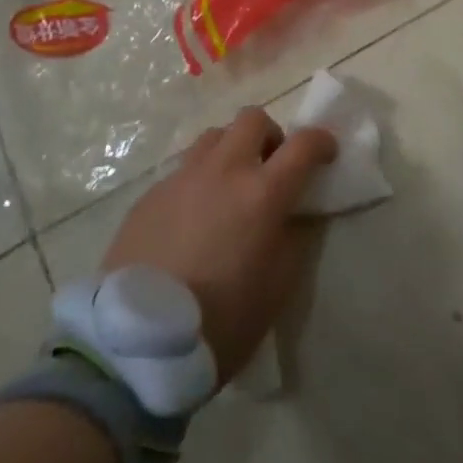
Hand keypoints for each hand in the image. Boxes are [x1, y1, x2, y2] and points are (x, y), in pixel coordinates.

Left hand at [102, 107, 336, 384]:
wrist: (136, 344)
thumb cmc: (221, 321)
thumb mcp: (278, 288)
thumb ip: (293, 239)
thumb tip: (293, 214)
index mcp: (262, 193)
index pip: (303, 144)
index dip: (321, 142)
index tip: (326, 153)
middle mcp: (223, 171)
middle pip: (253, 118)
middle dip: (270, 135)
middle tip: (271, 166)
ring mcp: (182, 178)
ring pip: (214, 136)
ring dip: (232, 150)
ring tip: (230, 186)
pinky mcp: (150, 194)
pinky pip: (183, 169)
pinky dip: (199, 179)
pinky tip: (193, 217)